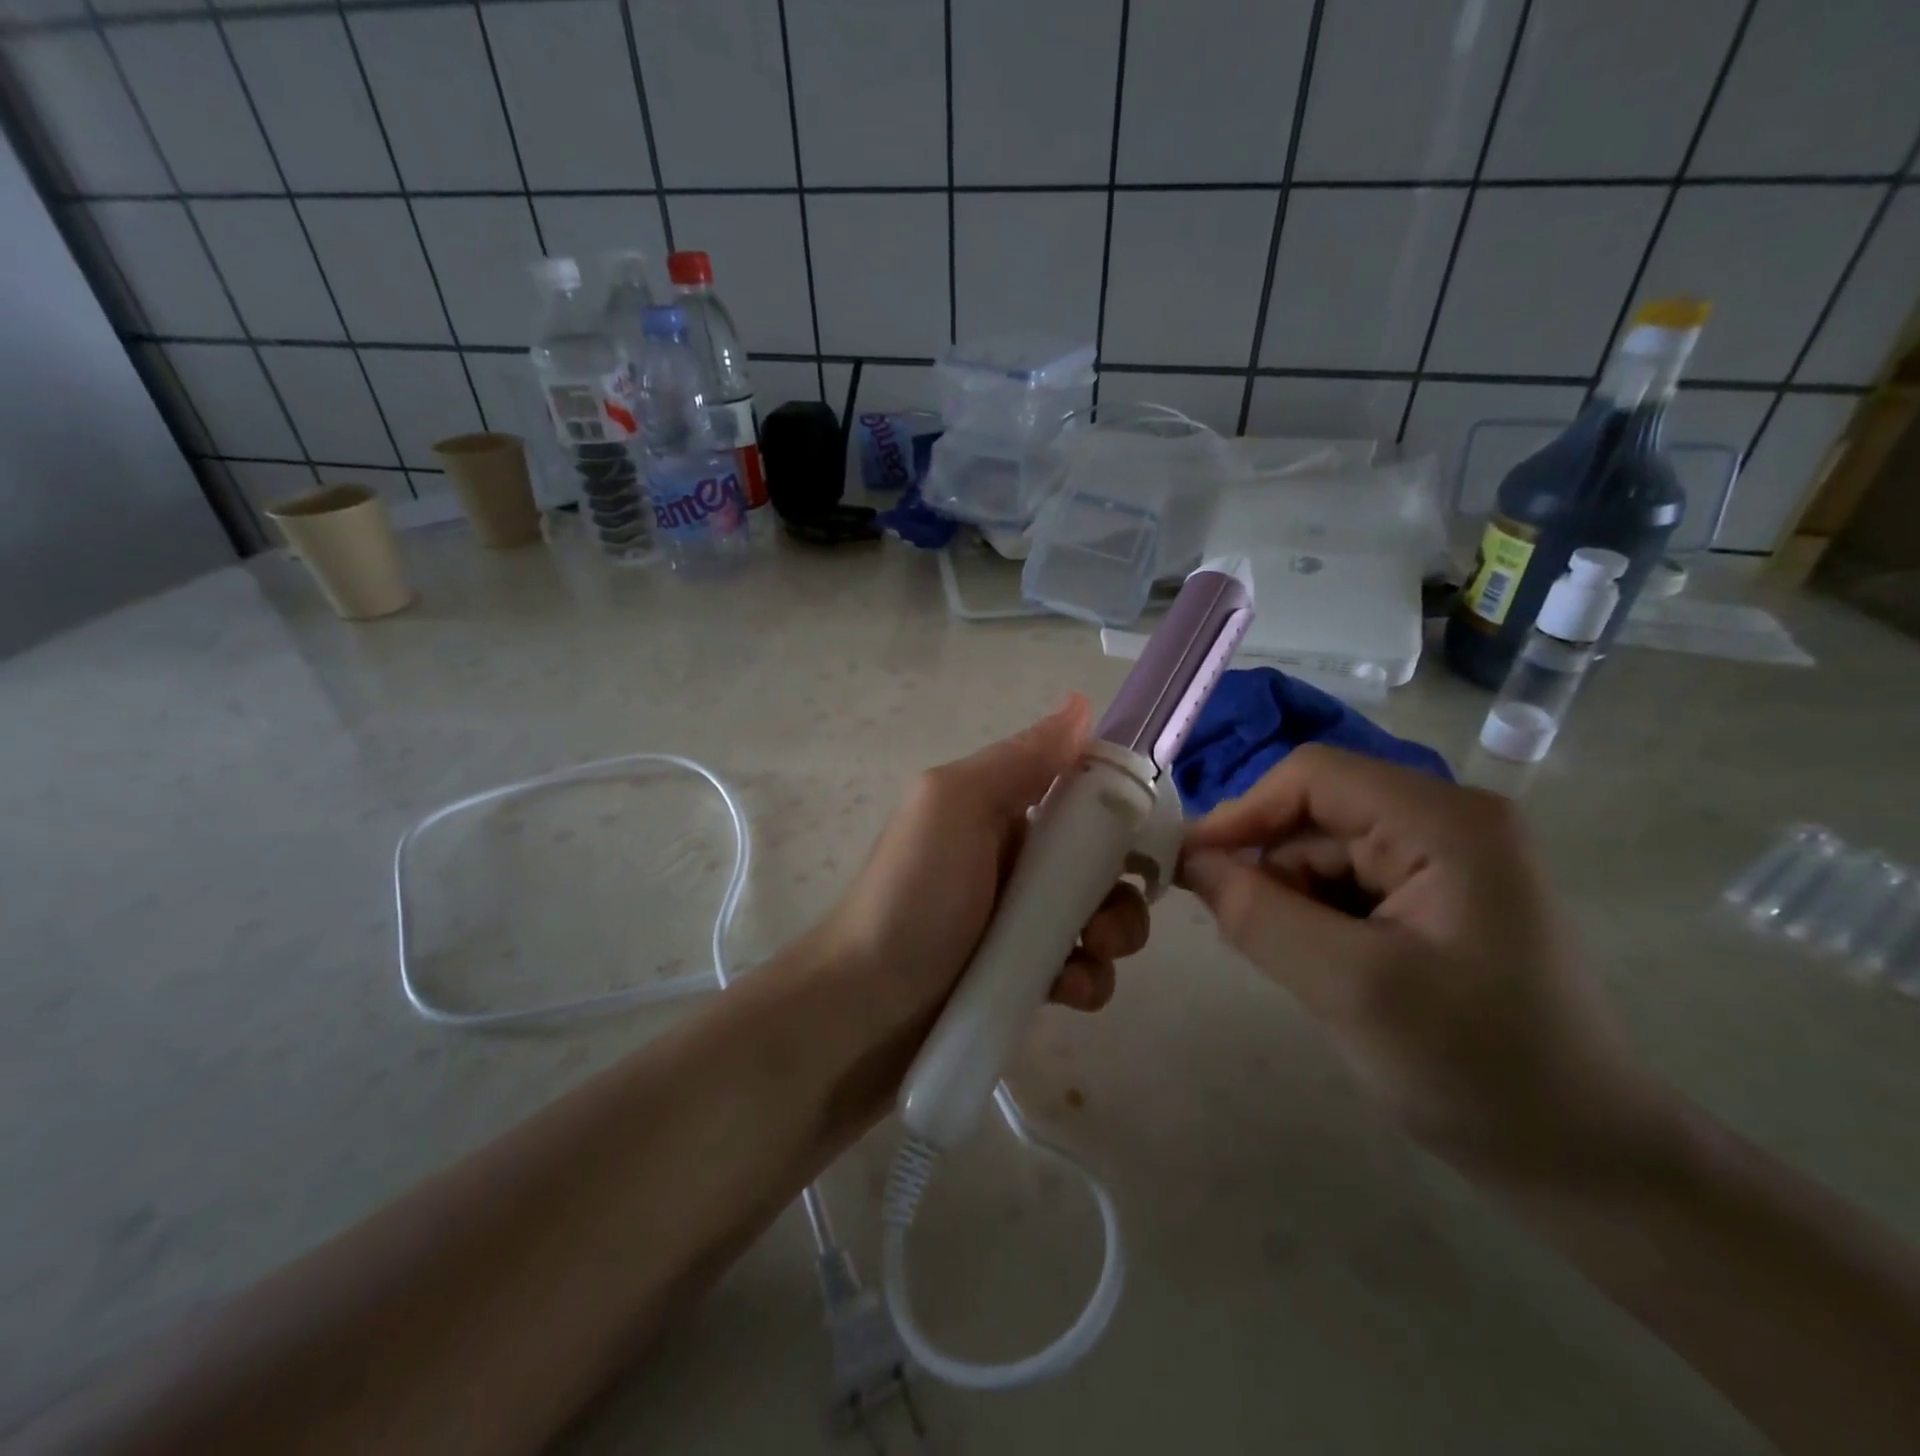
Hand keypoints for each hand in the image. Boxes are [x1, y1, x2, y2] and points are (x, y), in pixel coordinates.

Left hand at [815, 694, 1151, 1032]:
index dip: (1119, 815)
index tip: (1142, 841)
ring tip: (1087, 959)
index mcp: (1001, 811)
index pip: (1082, 797)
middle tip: (1104, 923)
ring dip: (1112, 937)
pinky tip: (1066, 991)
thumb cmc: (913, 893)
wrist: (863, 1007)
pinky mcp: (1025, 975)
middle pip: (1101, 864)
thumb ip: (1021, 758)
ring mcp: (1022, 921)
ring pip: (1100, 917)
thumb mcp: (955, 805)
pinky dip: (1086, 979)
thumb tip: (1082, 703)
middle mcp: (1017, 860)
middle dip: (1120, 891)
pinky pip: (1081, 968)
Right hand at [1180, 745, 1675, 1179]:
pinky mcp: (1436, 894)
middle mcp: (1448, 821)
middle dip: (1271, 870)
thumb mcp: (1351, 989)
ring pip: (1323, 851)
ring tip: (1300, 969)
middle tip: (1241, 936)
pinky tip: (1326, 968)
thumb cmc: (1477, 1069)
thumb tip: (1189, 861)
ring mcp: (1446, 857)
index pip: (1313, 776)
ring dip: (1291, 901)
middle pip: (1316, 814)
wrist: (1584, 1159)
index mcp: (1445, 822)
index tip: (1191, 869)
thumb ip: (1259, 915)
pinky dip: (1315, 917)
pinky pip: (1346, 881)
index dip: (1243, 813)